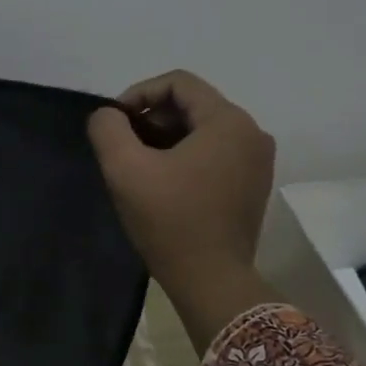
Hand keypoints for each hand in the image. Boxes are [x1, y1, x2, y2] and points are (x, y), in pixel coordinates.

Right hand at [88, 71, 278, 350]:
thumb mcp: (125, 168)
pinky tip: (161, 180)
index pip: (178, 83)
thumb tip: (109, 115)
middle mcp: (251, 133)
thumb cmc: (170, 220)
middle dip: (151, 117)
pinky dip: (185, 155)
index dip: (139, 94)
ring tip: (137, 163)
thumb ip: (109, 128)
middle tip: (122, 144)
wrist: (211, 282)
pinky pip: (215, 152)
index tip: (114, 122)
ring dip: (166, 137)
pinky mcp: (253, 184)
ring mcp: (257, 161)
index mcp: (228, 121)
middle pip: (192, 104)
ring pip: (202, 129)